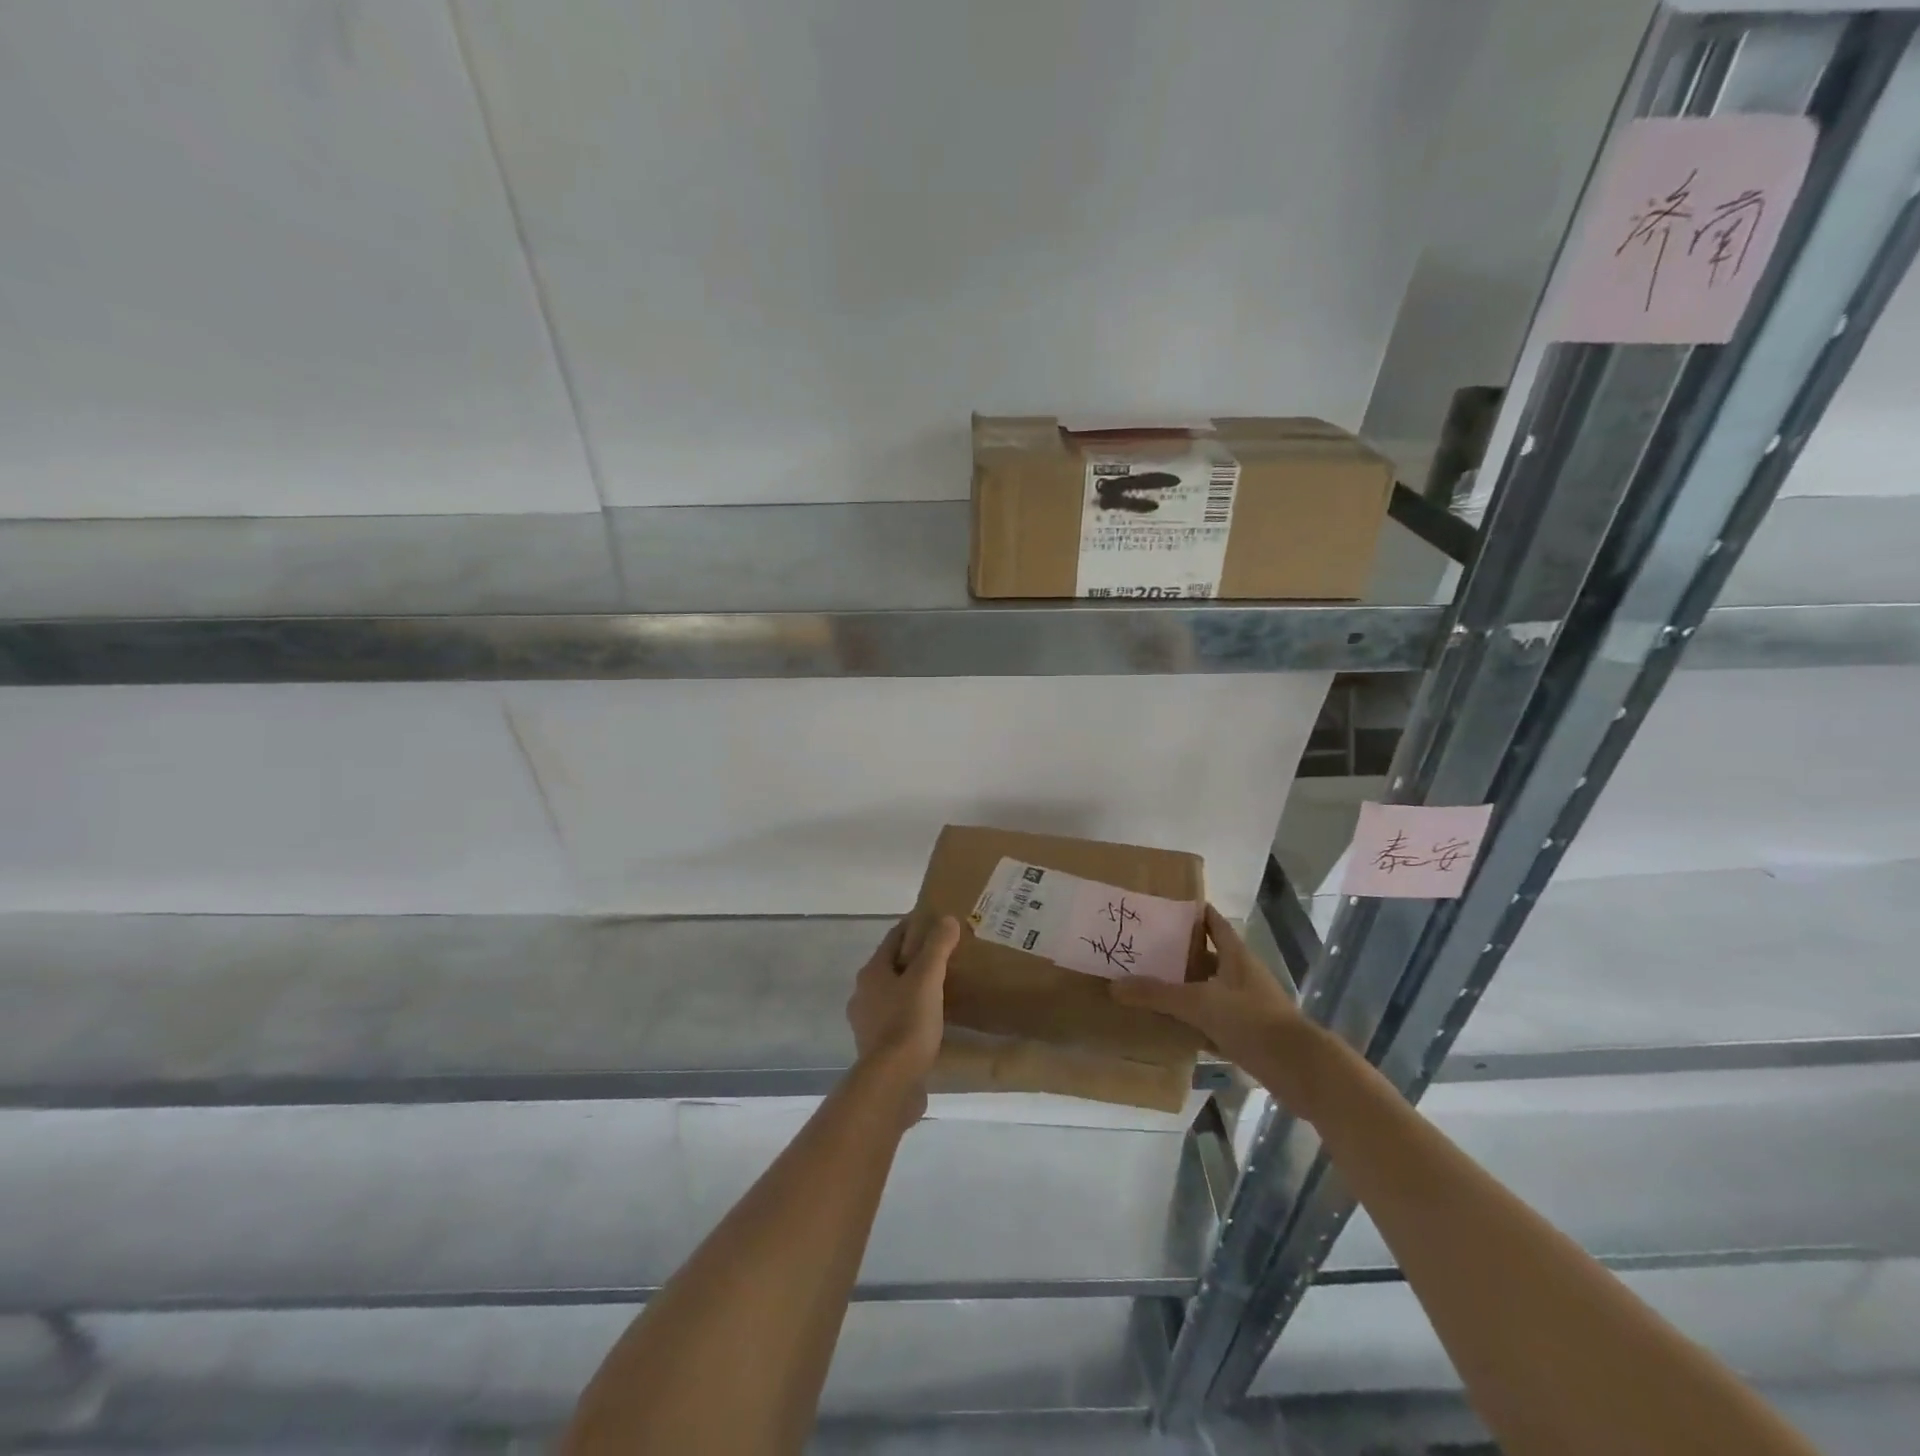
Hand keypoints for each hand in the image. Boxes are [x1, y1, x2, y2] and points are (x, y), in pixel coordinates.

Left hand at [846, 915, 958, 1095]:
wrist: (892, 1082)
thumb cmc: (908, 1022)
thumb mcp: (927, 978)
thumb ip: (937, 947)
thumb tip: (946, 920)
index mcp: (872, 972)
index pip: (894, 938)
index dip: (914, 926)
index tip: (937, 921)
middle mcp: (864, 994)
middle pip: (892, 966)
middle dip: (915, 958)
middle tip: (945, 955)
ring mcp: (867, 1023)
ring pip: (894, 994)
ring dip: (913, 988)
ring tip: (942, 988)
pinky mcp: (877, 1048)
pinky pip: (897, 1020)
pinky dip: (913, 1014)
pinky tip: (932, 1021)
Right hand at [1110, 904, 1302, 1071]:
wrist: (1298, 1068)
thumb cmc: (1251, 1021)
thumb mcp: (1199, 1003)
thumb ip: (1157, 994)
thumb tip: (1115, 985)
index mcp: (1236, 955)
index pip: (1213, 922)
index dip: (1192, 912)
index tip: (1163, 907)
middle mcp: (1243, 975)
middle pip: (1208, 955)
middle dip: (1180, 952)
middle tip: (1145, 949)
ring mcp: (1248, 1005)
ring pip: (1210, 989)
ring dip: (1186, 988)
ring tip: (1151, 985)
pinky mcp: (1248, 1033)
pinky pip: (1214, 1020)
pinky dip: (1195, 1021)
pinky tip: (1172, 1027)